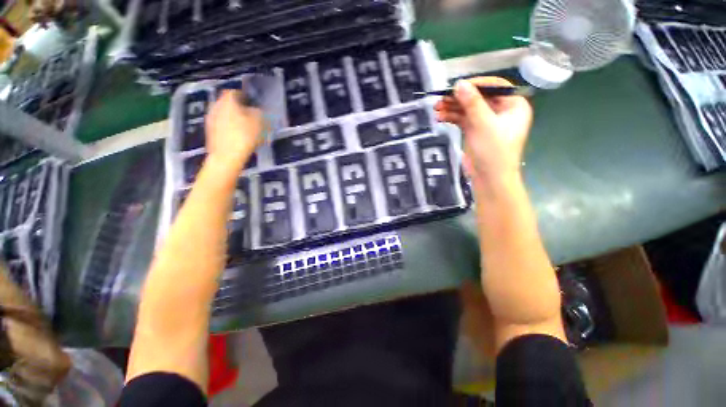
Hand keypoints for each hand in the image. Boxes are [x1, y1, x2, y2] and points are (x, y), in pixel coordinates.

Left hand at [205, 90, 263, 167]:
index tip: (253, 103)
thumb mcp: (259, 122)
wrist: (227, 156)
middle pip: (228, 103)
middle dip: (238, 108)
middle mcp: (216, 106)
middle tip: (250, 116)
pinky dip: (229, 128)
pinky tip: (237, 137)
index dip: (245, 96)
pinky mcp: (209, 132)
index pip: (235, 92)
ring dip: (233, 119)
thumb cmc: (245, 136)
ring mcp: (210, 119)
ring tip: (245, 128)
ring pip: (224, 114)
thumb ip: (258, 112)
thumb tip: (256, 110)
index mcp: (228, 100)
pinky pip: (221, 126)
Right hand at [434, 77, 532, 193]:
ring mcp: (486, 121)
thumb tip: (459, 84)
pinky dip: (452, 118)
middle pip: (478, 98)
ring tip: (436, 109)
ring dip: (452, 109)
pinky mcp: (475, 131)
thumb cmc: (493, 151)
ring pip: (468, 109)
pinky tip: (440, 117)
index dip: (476, 84)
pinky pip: (463, 120)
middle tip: (441, 99)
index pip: (495, 86)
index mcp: (513, 105)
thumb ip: (472, 103)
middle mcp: (501, 111)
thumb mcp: (483, 124)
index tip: (457, 86)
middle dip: (459, 99)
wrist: (489, 179)